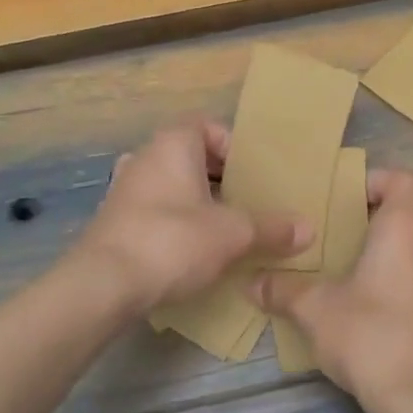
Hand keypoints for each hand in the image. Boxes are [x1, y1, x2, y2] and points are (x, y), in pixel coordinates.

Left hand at [76, 118, 311, 311]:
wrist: (103, 285)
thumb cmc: (173, 241)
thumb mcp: (233, 234)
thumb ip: (272, 228)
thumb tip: (309, 229)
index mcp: (172, 144)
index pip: (208, 127)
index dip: (234, 147)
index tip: (253, 176)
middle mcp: (144, 158)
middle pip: (191, 158)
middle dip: (221, 179)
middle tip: (247, 203)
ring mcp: (123, 190)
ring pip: (172, 186)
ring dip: (198, 203)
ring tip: (225, 229)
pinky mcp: (114, 223)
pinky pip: (154, 212)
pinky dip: (176, 223)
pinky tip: (194, 252)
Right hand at [252, 168, 412, 412]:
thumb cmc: (368, 335)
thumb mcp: (316, 311)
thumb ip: (284, 291)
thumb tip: (252, 283)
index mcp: (403, 228)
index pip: (405, 180)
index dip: (381, 181)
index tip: (353, 198)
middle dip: (409, 204)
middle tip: (373, 224)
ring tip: (384, 258)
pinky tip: (398, 296)